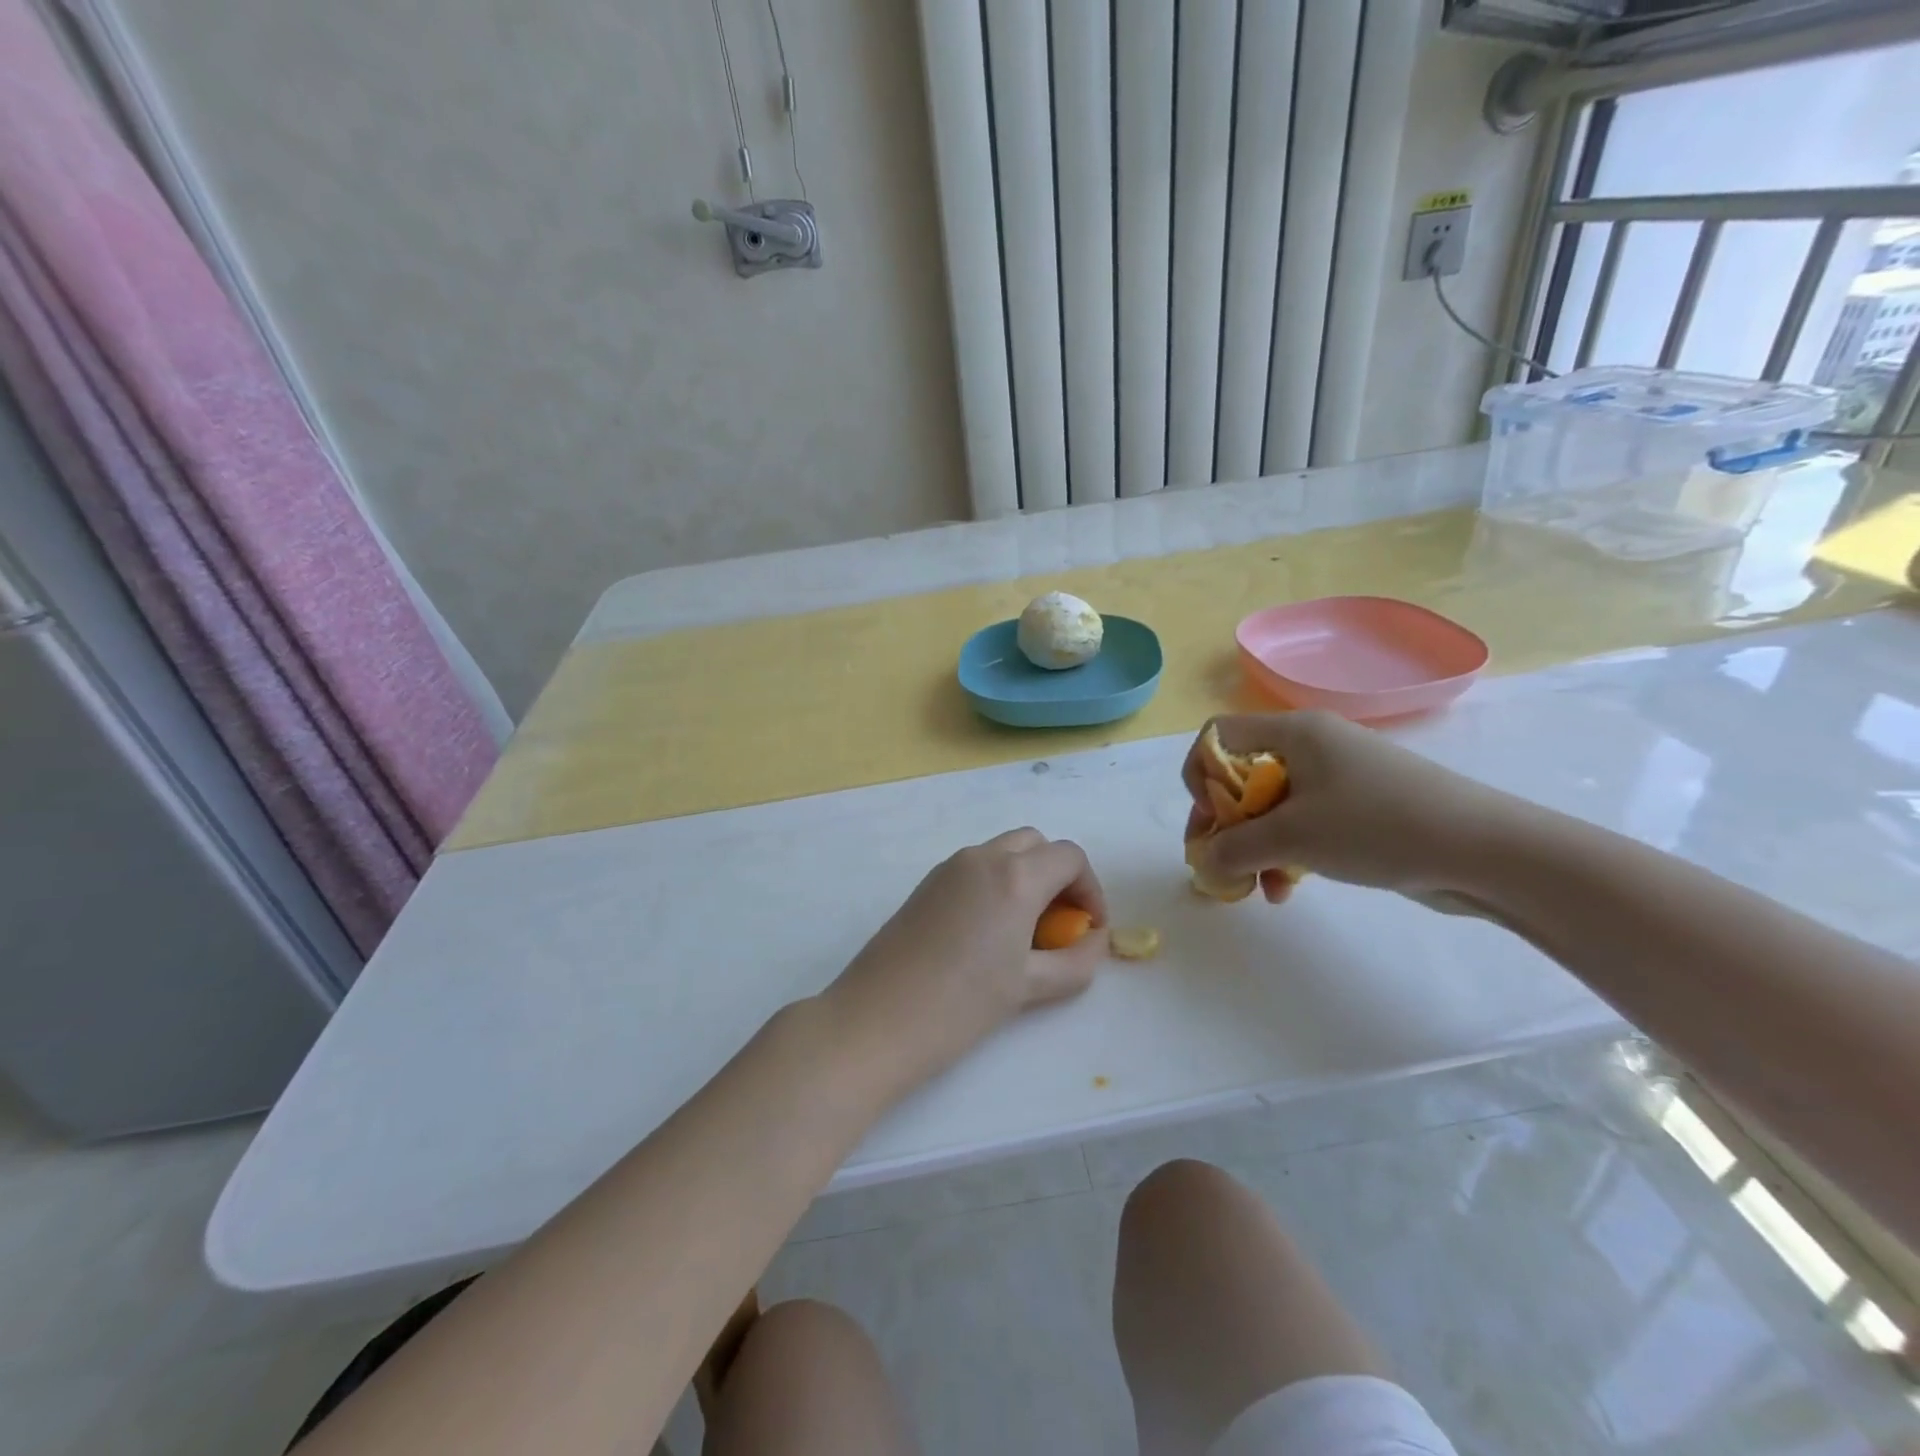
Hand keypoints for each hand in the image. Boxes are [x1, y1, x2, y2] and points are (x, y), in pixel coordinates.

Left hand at [823, 828, 1107, 1099]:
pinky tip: (988, 933)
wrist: (876, 1020)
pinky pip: (975, 868)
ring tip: (1025, 932)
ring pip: (1003, 852)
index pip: (1069, 857)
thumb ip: (1076, 961)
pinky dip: (996, 883)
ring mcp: (948, 867)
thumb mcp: (1031, 987)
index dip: (1090, 889)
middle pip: (1036, 844)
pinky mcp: (925, 884)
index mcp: (1014, 876)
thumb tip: (1094, 940)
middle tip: (1061, 923)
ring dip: (1026, 877)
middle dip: (1058, 875)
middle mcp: (982, 858)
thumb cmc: (962, 1005)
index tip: (1089, 929)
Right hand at [1184, 712, 1513, 898]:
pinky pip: (1301, 825)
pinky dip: (1285, 853)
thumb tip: (1204, 862)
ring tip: (1257, 885)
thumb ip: (1234, 847)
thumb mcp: (1293, 837)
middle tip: (1220, 862)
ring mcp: (1337, 778)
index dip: (1201, 774)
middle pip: (1240, 775)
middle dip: (1225, 822)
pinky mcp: (1356, 809)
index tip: (1211, 817)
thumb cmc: (1377, 825)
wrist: (1483, 850)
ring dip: (1254, 846)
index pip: (1218, 736)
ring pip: (1269, 807)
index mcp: (1294, 732)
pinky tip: (1286, 889)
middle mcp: (1311, 746)